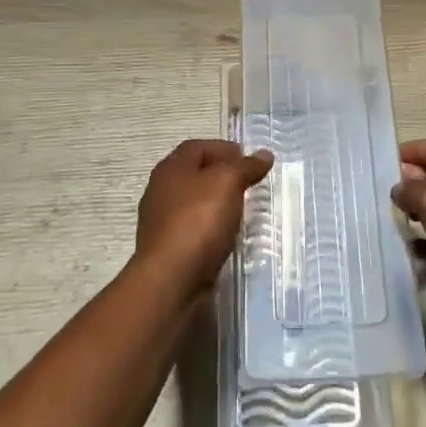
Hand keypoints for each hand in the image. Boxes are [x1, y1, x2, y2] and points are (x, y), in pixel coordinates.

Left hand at [135, 139, 273, 297]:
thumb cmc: (198, 221)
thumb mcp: (227, 182)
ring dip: (216, 203)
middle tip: (248, 184)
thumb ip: (245, 166)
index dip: (224, 149)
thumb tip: (264, 154)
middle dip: (221, 175)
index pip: (198, 147)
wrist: (170, 280)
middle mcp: (161, 190)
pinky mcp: (167, 249)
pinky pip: (192, 229)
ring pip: (193, 203)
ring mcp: (161, 222)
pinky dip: (209, 228)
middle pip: (194, 174)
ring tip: (241, 211)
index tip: (249, 161)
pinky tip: (225, 236)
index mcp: (171, 168)